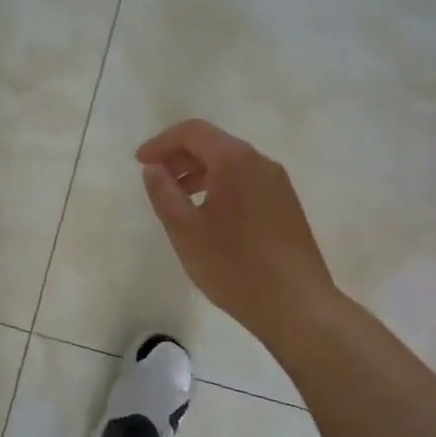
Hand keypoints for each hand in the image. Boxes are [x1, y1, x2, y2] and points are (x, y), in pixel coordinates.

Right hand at [138, 119, 341, 350]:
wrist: (295, 304)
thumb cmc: (233, 265)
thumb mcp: (185, 230)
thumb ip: (163, 193)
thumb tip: (153, 168)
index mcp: (235, 161)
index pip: (193, 132)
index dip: (161, 142)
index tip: (139, 162)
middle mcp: (261, 163)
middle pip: (214, 144)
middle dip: (179, 156)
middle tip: (154, 179)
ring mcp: (278, 185)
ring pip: (231, 164)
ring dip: (199, 173)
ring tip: (177, 200)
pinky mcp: (286, 206)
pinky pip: (246, 182)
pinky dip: (220, 186)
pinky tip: (208, 217)